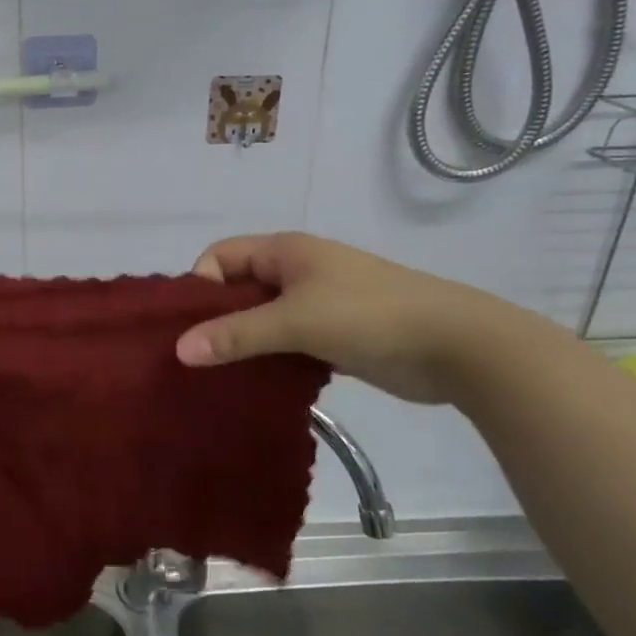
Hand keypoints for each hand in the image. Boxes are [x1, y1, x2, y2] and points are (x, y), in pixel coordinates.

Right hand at [174, 232, 501, 405]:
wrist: (457, 345)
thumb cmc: (369, 316)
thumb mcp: (295, 321)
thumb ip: (236, 335)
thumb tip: (179, 349)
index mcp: (285, 251)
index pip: (221, 256)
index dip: (201, 285)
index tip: (191, 326)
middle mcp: (296, 270)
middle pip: (239, 287)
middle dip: (216, 318)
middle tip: (198, 357)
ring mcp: (318, 302)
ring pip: (262, 317)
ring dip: (243, 342)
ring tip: (222, 376)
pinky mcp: (334, 334)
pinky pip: (286, 341)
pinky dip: (270, 357)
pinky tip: (259, 384)